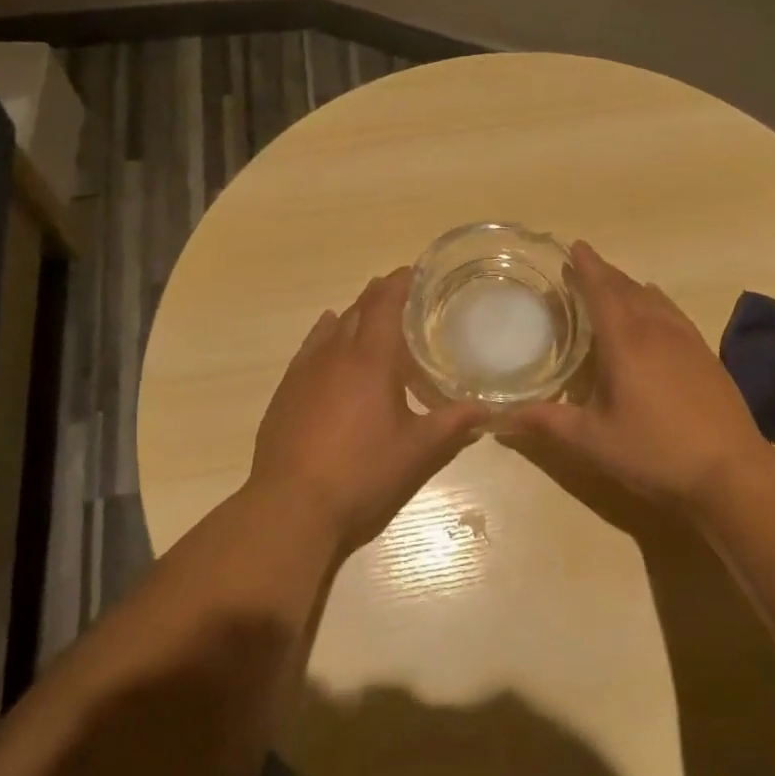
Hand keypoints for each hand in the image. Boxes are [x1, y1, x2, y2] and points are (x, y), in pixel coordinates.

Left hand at [249, 267, 487, 550]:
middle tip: (398, 290)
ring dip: (350, 314)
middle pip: (357, 311)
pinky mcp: (285, 393)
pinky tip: (325, 337)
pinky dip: (322, 335)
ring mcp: (304, 372)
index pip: (385, 305)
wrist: (291, 505)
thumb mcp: (417, 451)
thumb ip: (454, 425)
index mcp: (370, 359)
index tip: (413, 270)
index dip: (399, 283)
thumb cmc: (362, 472)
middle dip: (377, 296)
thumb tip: (489, 409)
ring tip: (365, 309)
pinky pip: (308, 349)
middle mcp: (334, 354)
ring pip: (330, 328)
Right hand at [509, 242, 768, 510]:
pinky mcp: (706, 356)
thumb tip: (500, 418)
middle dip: (605, 273)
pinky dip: (656, 302)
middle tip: (584, 264)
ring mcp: (687, 341)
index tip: (575, 246)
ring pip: (654, 299)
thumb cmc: (654, 452)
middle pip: (628, 289)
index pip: (602, 291)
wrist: (731, 471)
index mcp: (626, 342)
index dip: (587, 267)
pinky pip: (674, 313)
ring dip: (630, 286)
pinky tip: (656, 311)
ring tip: (614, 283)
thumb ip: (547, 423)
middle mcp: (657, 331)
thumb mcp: (592, 441)